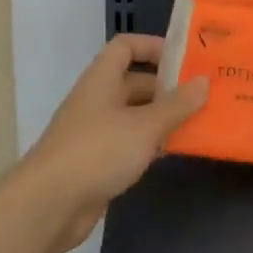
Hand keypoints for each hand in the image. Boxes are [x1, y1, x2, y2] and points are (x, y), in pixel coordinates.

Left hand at [20, 34, 207, 252]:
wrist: (48, 205)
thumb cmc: (98, 151)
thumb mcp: (145, 125)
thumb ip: (177, 105)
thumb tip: (203, 82)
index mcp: (102, 79)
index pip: (126, 46)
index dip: (154, 46)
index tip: (185, 59)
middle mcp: (97, 99)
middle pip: (135, 82)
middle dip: (167, 87)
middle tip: (203, 95)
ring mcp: (95, 132)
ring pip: (135, 115)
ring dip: (162, 118)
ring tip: (198, 122)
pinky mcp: (96, 162)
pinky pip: (129, 143)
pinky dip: (150, 144)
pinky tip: (173, 152)